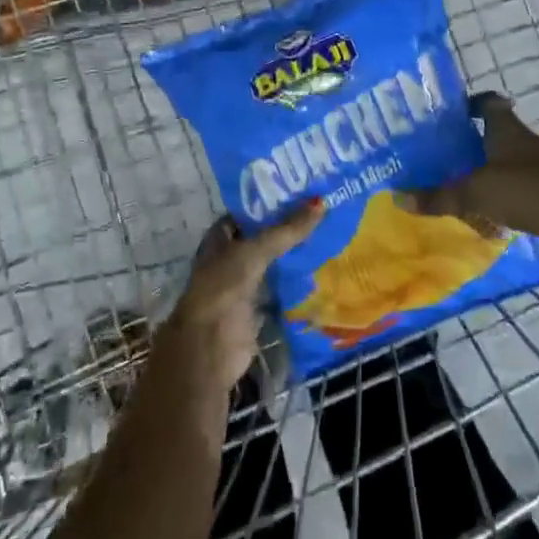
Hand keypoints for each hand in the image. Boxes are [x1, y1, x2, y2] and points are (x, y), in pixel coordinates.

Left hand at [156, 200, 324, 395]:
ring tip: (328, 235)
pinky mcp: (257, 309)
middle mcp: (230, 258)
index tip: (301, 191)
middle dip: (287, 228)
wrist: (210, 347)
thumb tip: (321, 202)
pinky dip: (297, 283)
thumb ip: (286, 230)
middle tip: (322, 211)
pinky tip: (322, 271)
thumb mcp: (254, 251)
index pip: (247, 212)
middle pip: (262, 238)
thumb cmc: (223, 288)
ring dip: (294, 254)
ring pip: (272, 263)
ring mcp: (243, 285)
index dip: (270, 201)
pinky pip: (280, 289)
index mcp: (219, 238)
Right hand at [404, 93, 538, 249]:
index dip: (471, 104)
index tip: (453, 114)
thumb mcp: (475, 194)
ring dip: (494, 164)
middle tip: (451, 150)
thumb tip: (399, 197)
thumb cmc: (524, 192)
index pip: (489, 102)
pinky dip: (510, 186)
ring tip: (468, 178)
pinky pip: (526, 179)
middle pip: (500, 130)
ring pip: (513, 155)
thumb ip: (439, 196)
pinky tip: (495, 203)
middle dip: (477, 138)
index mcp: (507, 130)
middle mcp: (527, 139)